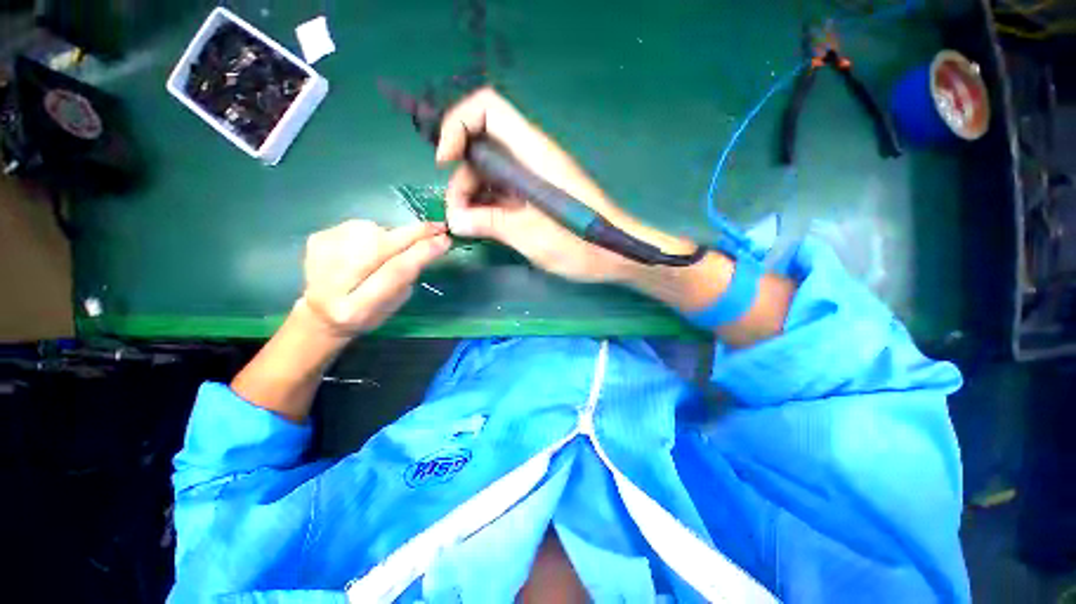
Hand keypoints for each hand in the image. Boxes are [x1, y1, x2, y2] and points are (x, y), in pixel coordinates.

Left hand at [299, 220, 450, 336]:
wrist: (321, 313)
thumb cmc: (367, 314)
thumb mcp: (393, 306)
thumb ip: (406, 278)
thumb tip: (425, 246)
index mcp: (356, 308)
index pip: (396, 271)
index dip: (422, 252)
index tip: (445, 240)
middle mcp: (334, 280)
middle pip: (381, 245)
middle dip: (414, 234)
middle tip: (437, 227)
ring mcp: (320, 255)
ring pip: (371, 230)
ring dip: (392, 234)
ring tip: (392, 248)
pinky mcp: (316, 238)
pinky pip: (357, 226)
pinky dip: (373, 233)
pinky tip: (369, 247)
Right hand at [437, 88, 694, 282]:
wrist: (615, 254)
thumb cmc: (579, 244)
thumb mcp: (530, 235)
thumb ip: (491, 223)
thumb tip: (455, 220)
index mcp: (533, 154)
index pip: (487, 108)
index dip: (458, 125)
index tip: (446, 162)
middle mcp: (531, 158)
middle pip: (481, 147)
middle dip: (462, 178)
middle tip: (460, 218)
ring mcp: (533, 178)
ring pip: (490, 173)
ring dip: (472, 197)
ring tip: (471, 228)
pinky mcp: (535, 195)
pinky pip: (503, 192)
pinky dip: (488, 206)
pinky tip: (484, 227)